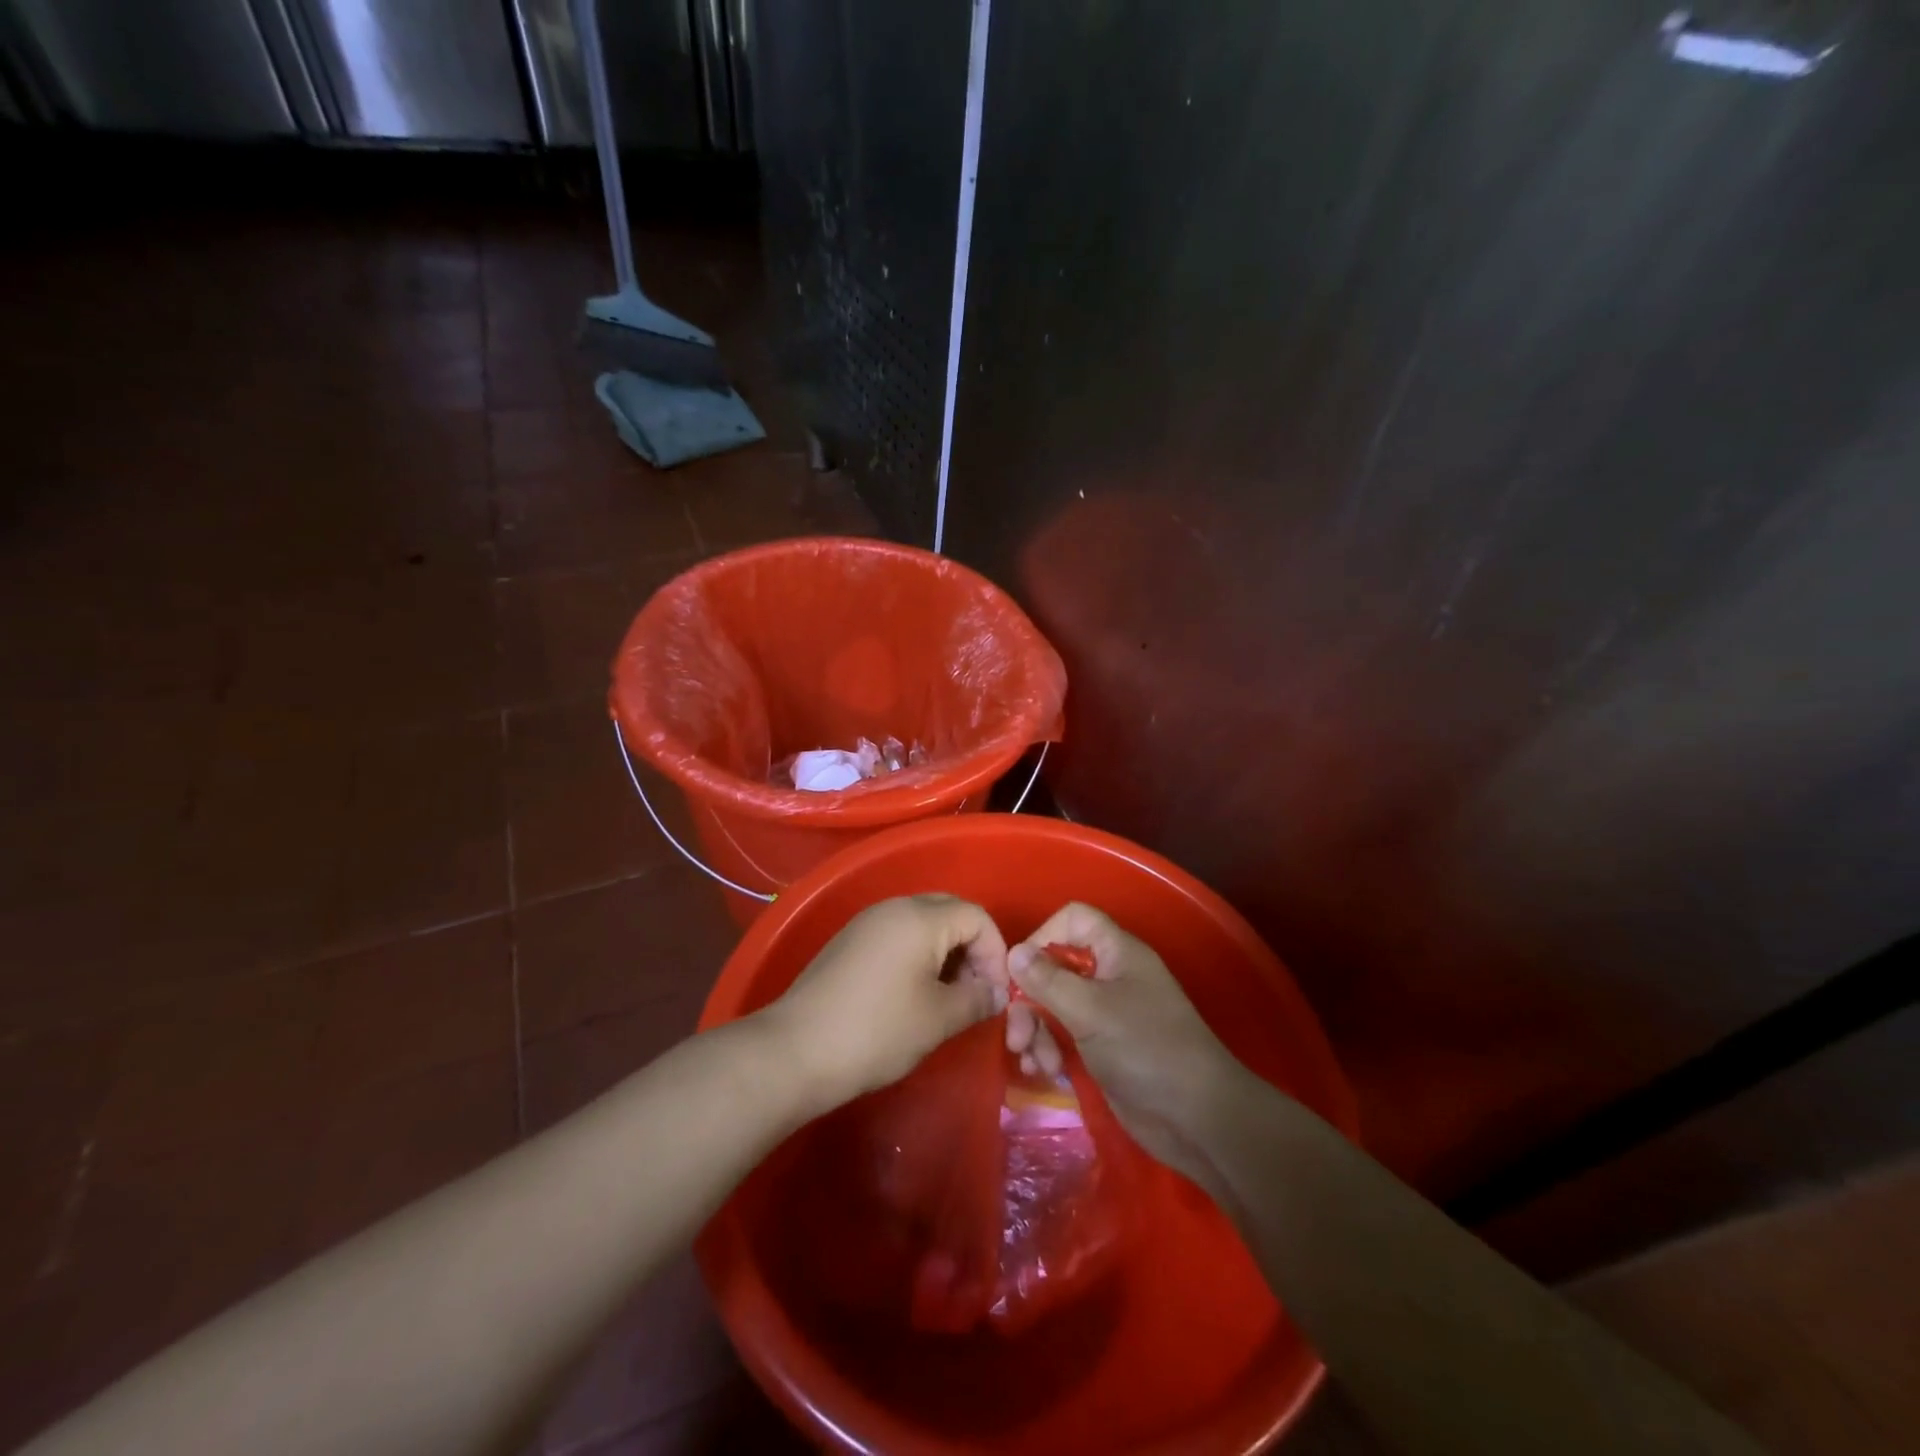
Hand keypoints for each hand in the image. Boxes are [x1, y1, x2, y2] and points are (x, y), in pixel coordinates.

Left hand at [764, 894, 1009, 1110]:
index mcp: (920, 917)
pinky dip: (918, 956)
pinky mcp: (849, 942)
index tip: (995, 994)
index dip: (996, 952)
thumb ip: (977, 999)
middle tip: (975, 991)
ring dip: (946, 954)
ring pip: (923, 924)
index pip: (977, 916)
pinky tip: (913, 995)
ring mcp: (867, 923)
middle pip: (950, 912)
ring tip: (947, 997)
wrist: (795, 1050)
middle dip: (972, 949)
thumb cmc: (877, 1031)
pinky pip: (897, 935)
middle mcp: (894, 908)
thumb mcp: (938, 1019)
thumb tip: (996, 993)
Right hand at [1006, 903, 1241, 1196]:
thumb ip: (1048, 980)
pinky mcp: (1103, 1049)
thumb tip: (1014, 951)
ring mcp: (1106, 1014)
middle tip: (1017, 1034)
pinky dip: (1049, 1049)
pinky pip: (1064, 1036)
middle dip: (1030, 998)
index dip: (1043, 936)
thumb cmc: (1147, 1049)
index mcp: (1116, 953)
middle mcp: (1110, 977)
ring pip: (1054, 1005)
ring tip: (1032, 1061)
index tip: (1021, 970)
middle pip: (1055, 967)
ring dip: (1036, 1030)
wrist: (1197, 1119)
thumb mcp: (1091, 1011)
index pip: (1074, 920)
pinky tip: (1042, 1071)